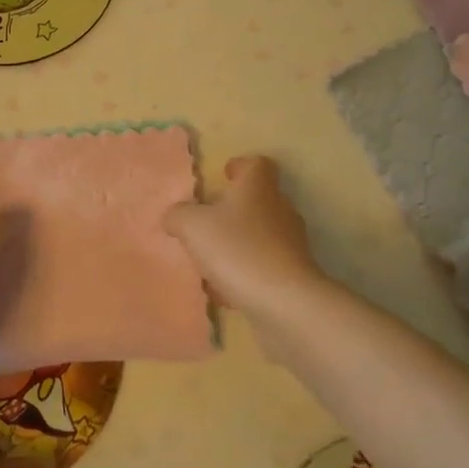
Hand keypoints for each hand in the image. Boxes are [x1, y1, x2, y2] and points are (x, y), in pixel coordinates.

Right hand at [163, 155, 327, 324]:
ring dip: (239, 243)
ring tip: (211, 261)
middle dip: (234, 209)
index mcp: (258, 187)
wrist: (284, 303)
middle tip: (208, 222)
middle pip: (258, 199)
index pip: (256, 164)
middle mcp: (279, 208)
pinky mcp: (293, 274)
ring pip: (261, 234)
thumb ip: (178, 215)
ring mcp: (290, 243)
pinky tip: (225, 291)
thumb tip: (175, 216)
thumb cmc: (237, 250)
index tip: (224, 176)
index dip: (240, 166)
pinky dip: (246, 273)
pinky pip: (264, 266)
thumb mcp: (192, 226)